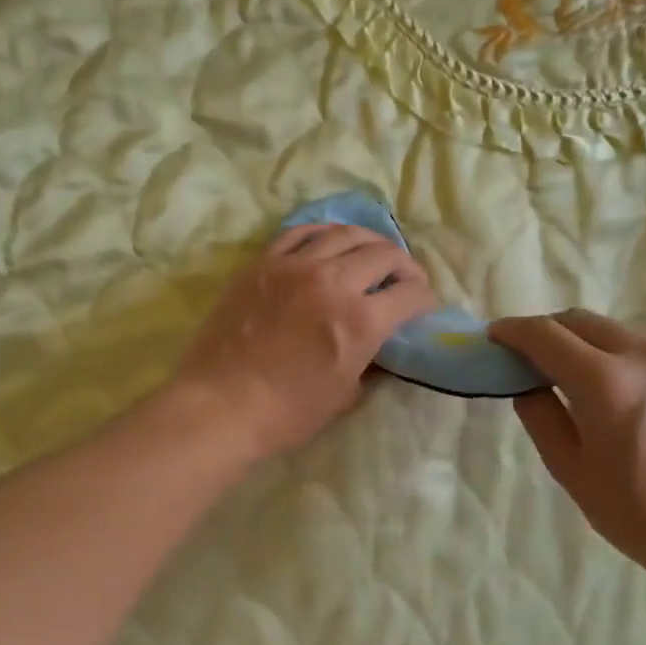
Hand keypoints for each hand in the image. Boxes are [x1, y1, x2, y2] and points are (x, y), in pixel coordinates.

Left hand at [171, 224, 434, 461]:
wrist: (220, 404)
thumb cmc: (287, 411)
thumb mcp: (345, 395)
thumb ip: (370, 362)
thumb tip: (380, 345)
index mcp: (361, 320)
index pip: (410, 294)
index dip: (425, 298)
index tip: (424, 305)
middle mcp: (334, 281)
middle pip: (384, 255)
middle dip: (405, 266)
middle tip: (405, 279)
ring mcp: (295, 266)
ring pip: (345, 234)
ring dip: (369, 242)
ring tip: (373, 252)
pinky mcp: (264, 263)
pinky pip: (300, 233)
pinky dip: (324, 233)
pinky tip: (330, 241)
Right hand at [488, 310, 645, 578]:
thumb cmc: (640, 516)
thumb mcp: (572, 471)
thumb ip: (541, 417)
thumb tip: (528, 385)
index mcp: (605, 382)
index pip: (545, 335)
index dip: (513, 331)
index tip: (494, 337)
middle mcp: (645, 355)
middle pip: (581, 321)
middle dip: (547, 330)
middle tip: (527, 355)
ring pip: (616, 333)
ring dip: (585, 344)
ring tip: (574, 377)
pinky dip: (621, 358)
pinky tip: (623, 396)